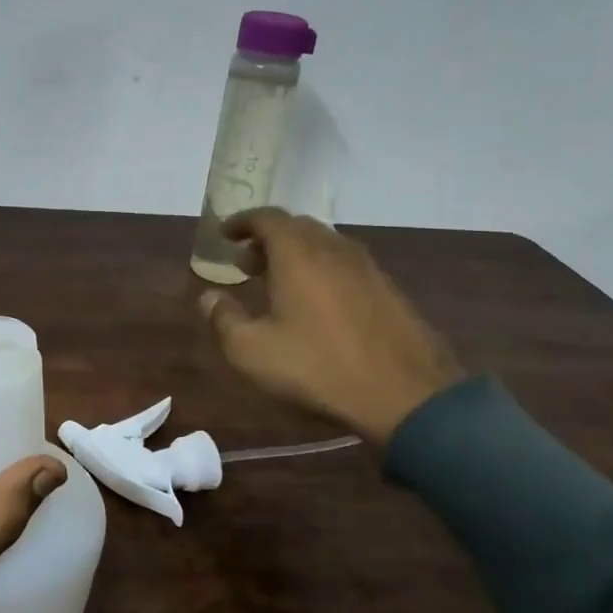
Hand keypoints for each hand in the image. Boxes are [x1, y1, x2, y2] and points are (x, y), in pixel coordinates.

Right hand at [200, 208, 463, 445]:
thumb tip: (207, 297)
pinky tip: (319, 302)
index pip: (267, 218)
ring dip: (297, 254)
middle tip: (247, 263)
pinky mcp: (389, 290)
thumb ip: (223, 319)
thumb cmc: (318, 367)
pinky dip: (323, 269)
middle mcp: (334, 249)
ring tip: (279, 282)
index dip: (242, 221)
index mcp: (298, 254)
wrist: (405, 395)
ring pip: (325, 245)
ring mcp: (367, 268)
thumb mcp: (252, 351)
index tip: (225, 235)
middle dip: (268, 238)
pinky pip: (346, 265)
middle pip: (298, 227)